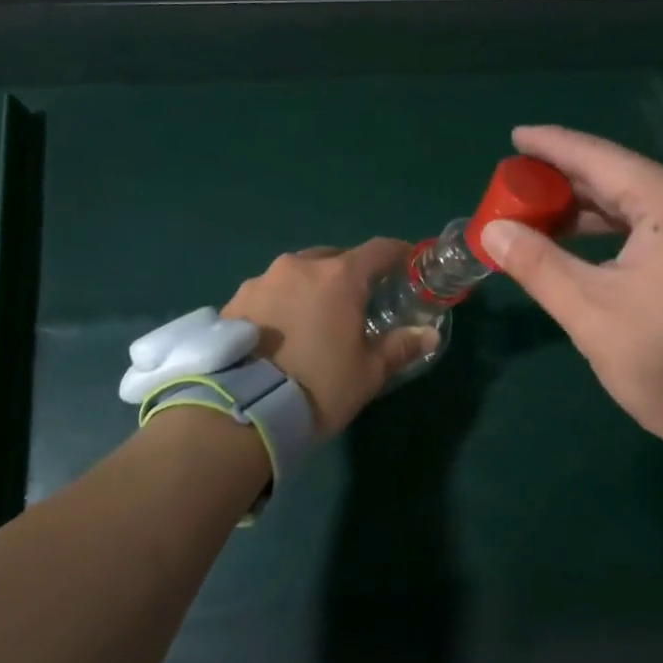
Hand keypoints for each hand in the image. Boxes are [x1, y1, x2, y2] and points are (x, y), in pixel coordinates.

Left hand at [222, 239, 437, 437]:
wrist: (242, 412)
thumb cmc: (318, 388)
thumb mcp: (367, 373)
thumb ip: (399, 347)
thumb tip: (428, 333)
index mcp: (338, 277)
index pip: (378, 250)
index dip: (397, 254)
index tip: (407, 263)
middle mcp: (299, 267)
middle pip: (334, 258)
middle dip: (349, 273)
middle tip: (357, 301)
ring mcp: (261, 280)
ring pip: (297, 273)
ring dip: (310, 287)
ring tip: (313, 319)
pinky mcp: (234, 300)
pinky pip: (268, 292)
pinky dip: (281, 302)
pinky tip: (280, 332)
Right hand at [479, 125, 662, 455]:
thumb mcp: (590, 314)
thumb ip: (538, 264)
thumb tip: (493, 232)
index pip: (603, 160)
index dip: (553, 147)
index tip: (516, 137)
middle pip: (624, 178)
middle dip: (568, 181)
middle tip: (517, 183)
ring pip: (644, 203)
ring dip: (592, 209)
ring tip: (539, 213)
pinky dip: (621, 229)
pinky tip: (584, 239)